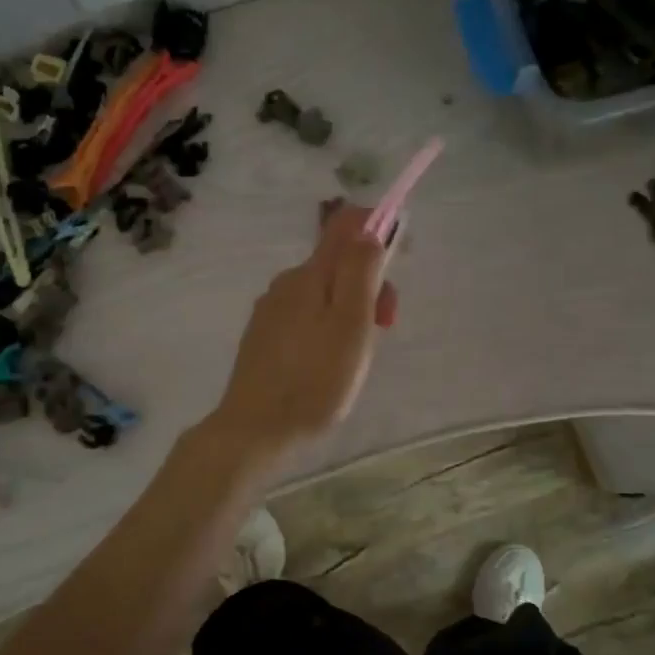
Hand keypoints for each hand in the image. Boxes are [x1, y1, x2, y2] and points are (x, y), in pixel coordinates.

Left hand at [204, 203, 397, 469]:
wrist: (255, 429)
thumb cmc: (315, 380)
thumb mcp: (351, 325)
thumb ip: (361, 272)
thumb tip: (370, 228)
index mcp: (310, 274)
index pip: (346, 225)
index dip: (377, 228)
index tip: (399, 259)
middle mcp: (286, 283)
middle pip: (338, 263)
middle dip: (369, 286)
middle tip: (382, 329)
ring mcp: (271, 310)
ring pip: (323, 294)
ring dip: (350, 312)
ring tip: (355, 357)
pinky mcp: (264, 337)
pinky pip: (306, 316)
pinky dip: (328, 329)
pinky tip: (327, 364)